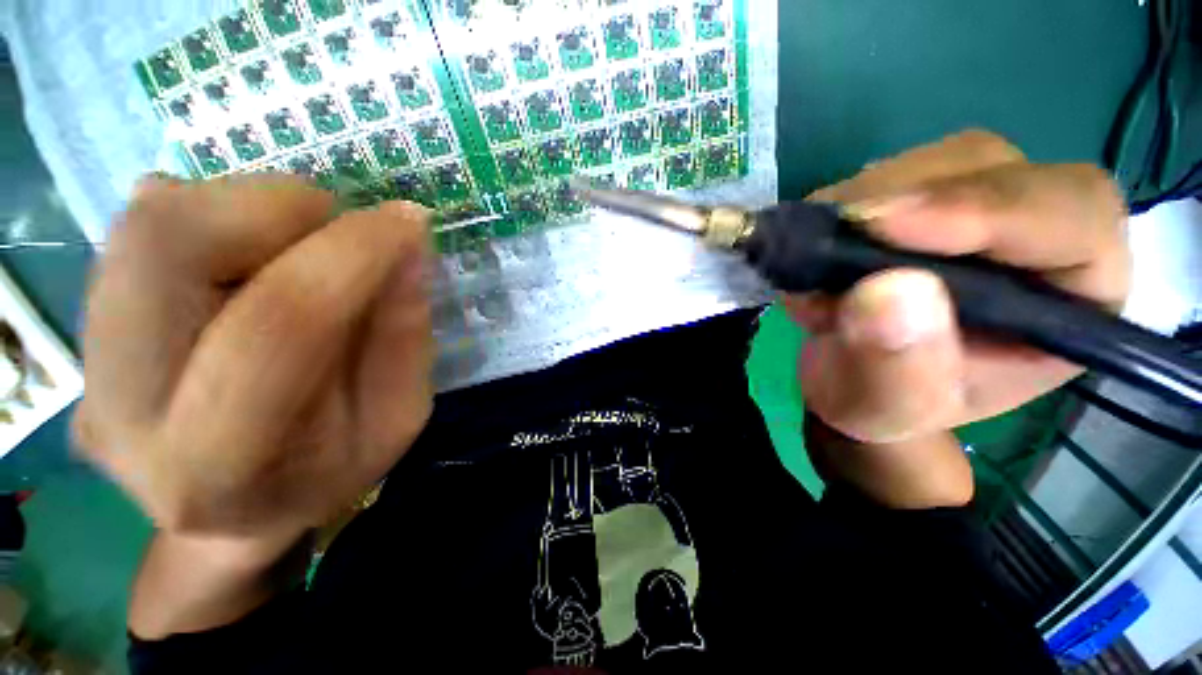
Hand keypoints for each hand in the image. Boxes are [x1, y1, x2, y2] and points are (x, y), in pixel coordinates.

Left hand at [75, 175, 434, 539]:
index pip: (276, 324)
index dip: (353, 255)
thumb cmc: (326, 473)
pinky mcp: (80, 324)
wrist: (225, 513)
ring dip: (251, 209)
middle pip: (167, 243)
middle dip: (279, 209)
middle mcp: (121, 405)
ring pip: (148, 220)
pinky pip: (141, 226)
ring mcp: (85, 361)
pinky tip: (252, 263)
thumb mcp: (397, 419)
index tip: (410, 223)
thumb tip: (409, 248)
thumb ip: (405, 337)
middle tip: (340, 230)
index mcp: (218, 459)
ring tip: (302, 249)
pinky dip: (218, 217)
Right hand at [788, 130, 1129, 443]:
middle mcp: (1036, 234)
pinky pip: (878, 177)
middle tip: (826, 251)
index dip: (986, 208)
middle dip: (900, 204)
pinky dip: (834, 209)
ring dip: (858, 207)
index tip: (884, 225)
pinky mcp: (918, 198)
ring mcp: (973, 207)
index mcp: (1074, 298)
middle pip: (989, 168)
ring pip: (928, 163)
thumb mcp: (887, 408)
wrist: (854, 381)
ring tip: (817, 271)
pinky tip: (817, 253)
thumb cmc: (886, 405)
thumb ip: (895, 367)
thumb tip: (887, 291)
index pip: (1068, 216)